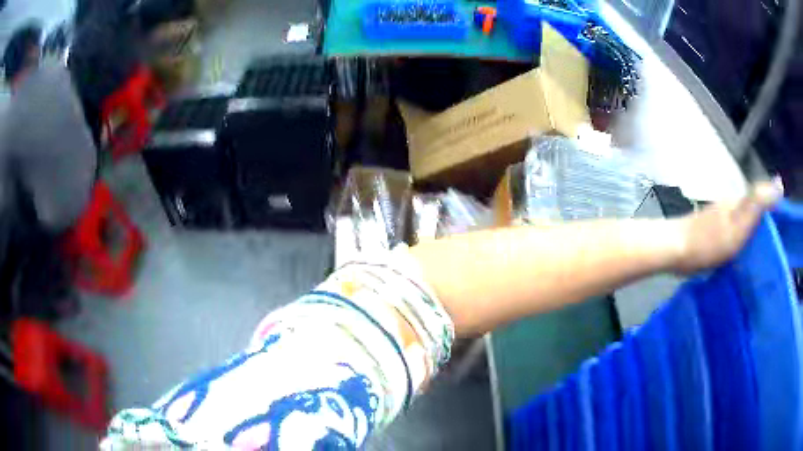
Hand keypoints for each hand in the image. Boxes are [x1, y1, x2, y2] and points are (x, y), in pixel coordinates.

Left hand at [674, 180, 783, 273]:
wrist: (673, 249)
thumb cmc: (709, 240)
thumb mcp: (738, 224)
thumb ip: (757, 204)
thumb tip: (778, 183)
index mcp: (738, 202)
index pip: (762, 198)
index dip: (774, 209)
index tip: (783, 227)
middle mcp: (730, 204)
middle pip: (752, 209)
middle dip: (764, 222)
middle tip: (774, 244)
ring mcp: (719, 217)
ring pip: (742, 221)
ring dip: (753, 231)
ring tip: (761, 252)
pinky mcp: (711, 231)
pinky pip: (732, 232)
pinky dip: (740, 239)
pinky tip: (741, 254)